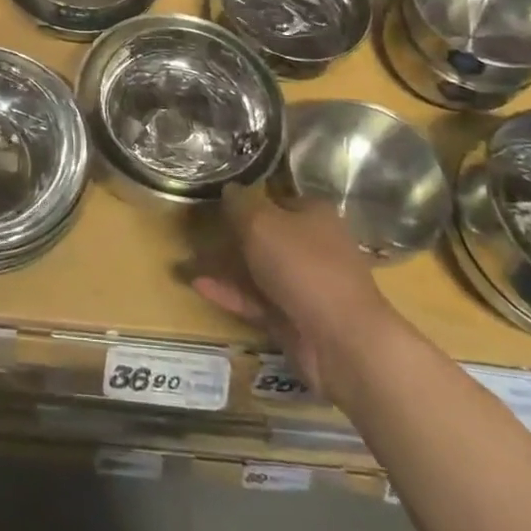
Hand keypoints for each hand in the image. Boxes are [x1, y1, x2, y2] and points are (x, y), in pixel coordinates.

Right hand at [192, 183, 400, 400]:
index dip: (249, 200)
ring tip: (188, 259)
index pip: (278, 199)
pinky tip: (198, 285)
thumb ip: (239, 205)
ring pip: (259, 269)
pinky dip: (230, 292)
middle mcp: (312, 247)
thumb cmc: (303, 266)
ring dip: (226, 265)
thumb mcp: (261, 223)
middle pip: (268, 235)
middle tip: (197, 231)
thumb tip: (229, 189)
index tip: (217, 203)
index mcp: (315, 215)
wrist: (342, 341)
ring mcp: (304, 285)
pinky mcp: (293, 318)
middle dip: (233, 235)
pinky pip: (255, 300)